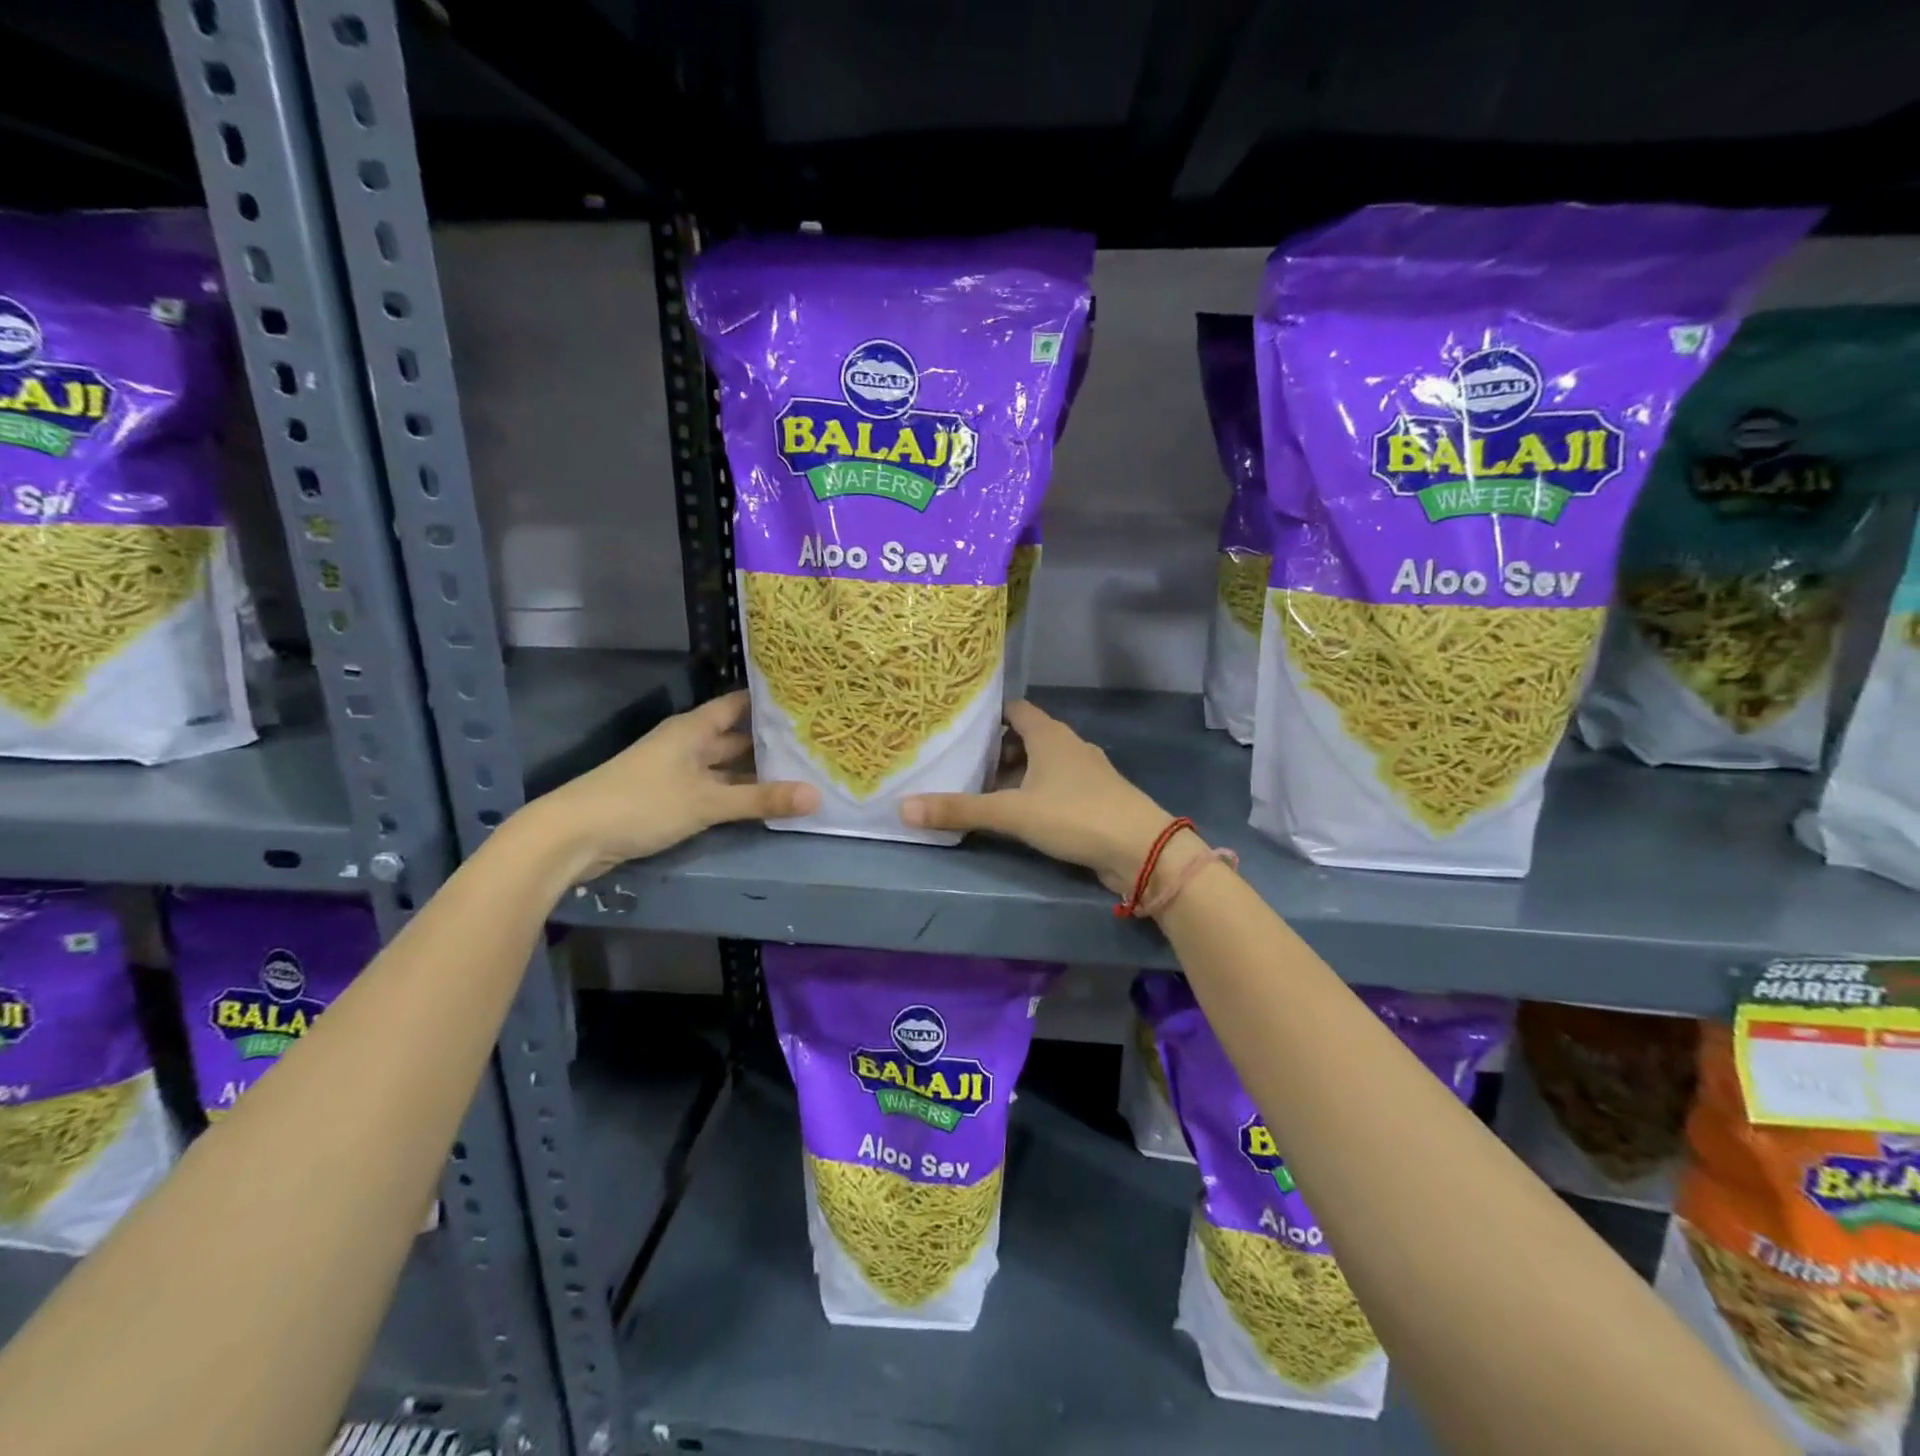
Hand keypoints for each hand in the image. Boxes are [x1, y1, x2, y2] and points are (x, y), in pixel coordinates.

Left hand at [522, 690, 817, 880]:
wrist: (573, 836)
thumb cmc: (643, 803)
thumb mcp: (707, 801)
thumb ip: (761, 799)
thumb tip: (817, 795)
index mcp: (694, 729)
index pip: (739, 705)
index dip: (770, 703)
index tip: (807, 703)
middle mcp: (688, 744)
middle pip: (736, 738)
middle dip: (771, 743)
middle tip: (817, 745)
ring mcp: (678, 773)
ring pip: (726, 768)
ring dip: (756, 773)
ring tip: (803, 774)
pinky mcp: (671, 799)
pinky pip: (714, 790)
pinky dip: (738, 795)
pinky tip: (765, 803)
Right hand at [901, 700, 1177, 894]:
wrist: (1141, 850)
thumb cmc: (1075, 815)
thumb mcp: (1012, 812)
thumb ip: (960, 810)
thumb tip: (903, 808)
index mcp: (1050, 735)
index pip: (1014, 709)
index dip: (988, 715)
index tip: (959, 726)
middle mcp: (1069, 745)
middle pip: (1026, 736)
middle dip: (996, 749)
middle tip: (963, 763)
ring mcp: (1086, 772)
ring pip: (1042, 763)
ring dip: (1015, 773)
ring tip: (983, 790)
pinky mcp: (1094, 798)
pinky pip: (1056, 785)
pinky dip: (1035, 792)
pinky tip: (1018, 813)